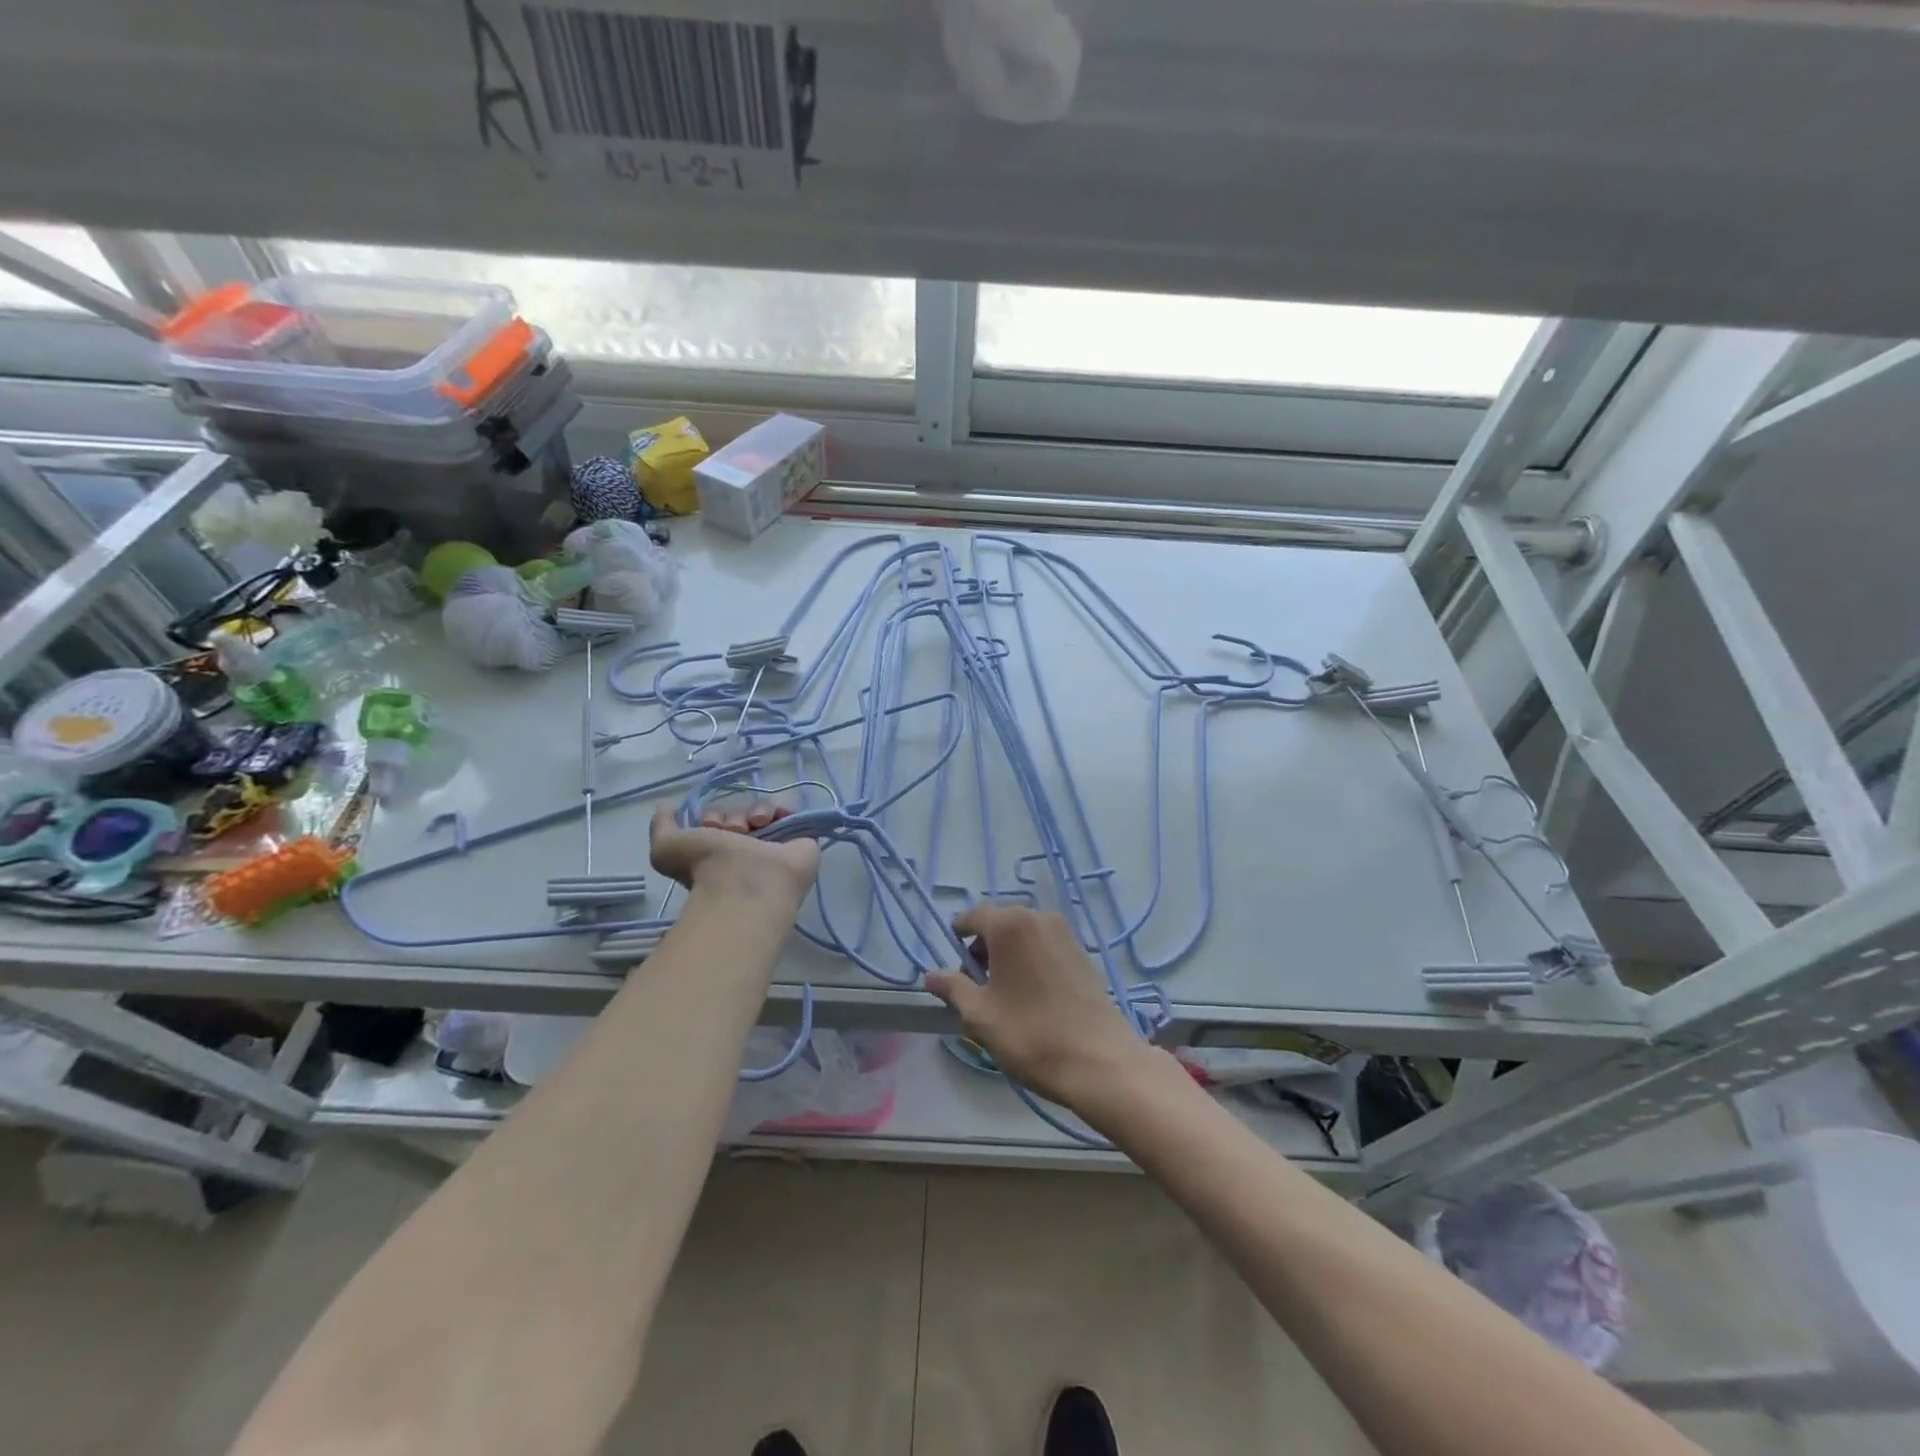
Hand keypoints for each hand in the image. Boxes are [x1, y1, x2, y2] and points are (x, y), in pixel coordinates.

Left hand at [648, 803, 820, 902]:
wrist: (748, 885)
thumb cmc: (707, 868)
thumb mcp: (666, 849)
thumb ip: (661, 827)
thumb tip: (665, 805)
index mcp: (719, 854)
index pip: (719, 822)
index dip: (712, 817)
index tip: (709, 826)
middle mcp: (746, 851)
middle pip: (741, 815)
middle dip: (734, 816)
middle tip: (733, 830)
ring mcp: (774, 848)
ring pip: (764, 813)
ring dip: (756, 812)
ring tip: (754, 825)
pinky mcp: (800, 843)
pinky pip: (792, 816)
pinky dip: (782, 811)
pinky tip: (772, 820)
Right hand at [924, 904, 1148, 1108]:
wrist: (1099, 1061)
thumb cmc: (1030, 1033)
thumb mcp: (980, 1015)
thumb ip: (953, 989)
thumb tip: (930, 976)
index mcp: (1010, 924)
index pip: (974, 916)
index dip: (959, 936)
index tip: (953, 964)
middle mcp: (1039, 917)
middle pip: (1000, 923)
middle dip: (983, 948)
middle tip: (976, 987)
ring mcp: (1065, 933)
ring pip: (1024, 935)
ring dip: (1007, 955)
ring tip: (1002, 995)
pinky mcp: (1082, 953)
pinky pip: (1044, 946)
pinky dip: (1030, 961)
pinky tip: (1030, 996)